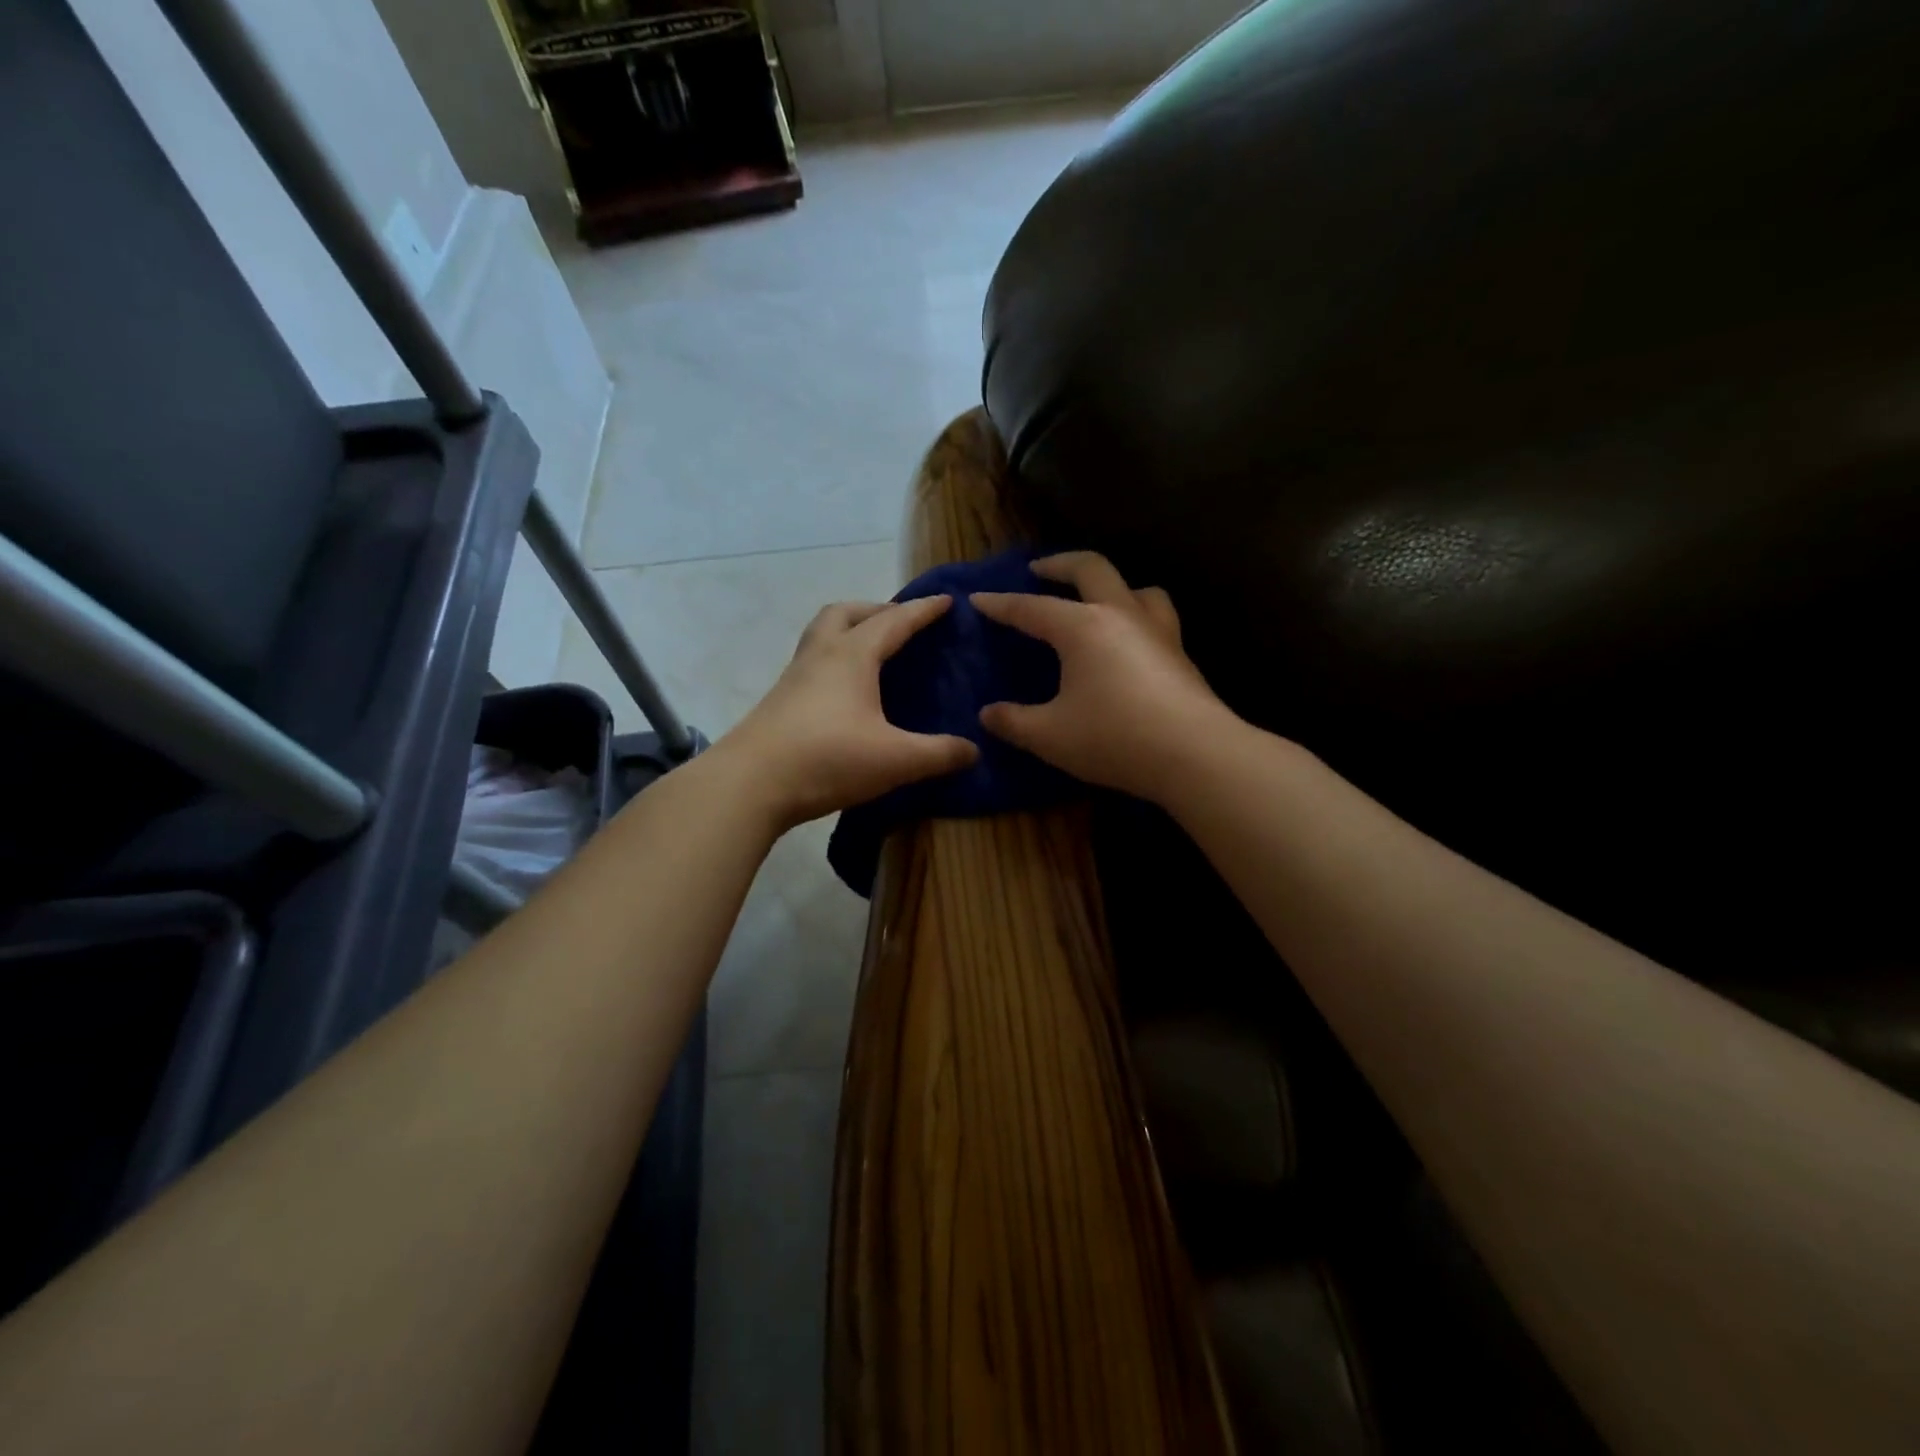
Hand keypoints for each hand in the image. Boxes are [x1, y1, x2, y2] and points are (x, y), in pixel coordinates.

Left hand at [717, 596, 977, 830]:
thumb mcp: (895, 759)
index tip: (947, 601)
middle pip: (845, 613)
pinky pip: (813, 662)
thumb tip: (974, 750)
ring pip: (822, 634)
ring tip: (874, 654)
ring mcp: (795, 677)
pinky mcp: (780, 700)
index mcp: (852, 655)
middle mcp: (820, 655)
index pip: (895, 621)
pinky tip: (847, 693)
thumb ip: (939, 753)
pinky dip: (835, 661)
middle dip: (877, 610)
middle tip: (901, 625)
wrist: (749, 784)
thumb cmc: (827, 759)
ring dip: (849, 631)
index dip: (924, 611)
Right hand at [972, 552, 1232, 801]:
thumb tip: (988, 714)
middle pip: (1091, 568)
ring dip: (1110, 585)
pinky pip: (1156, 617)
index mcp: (1082, 627)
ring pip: (1136, 587)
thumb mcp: (1050, 735)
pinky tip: (1129, 643)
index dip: (1001, 604)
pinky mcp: (1180, 654)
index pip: (1032, 607)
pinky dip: (1135, 615)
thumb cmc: (1114, 738)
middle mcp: (1121, 615)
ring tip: (1095, 600)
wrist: (1195, 754)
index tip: (978, 598)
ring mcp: (1158, 631)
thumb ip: (1013, 722)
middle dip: (1059, 564)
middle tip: (1038, 570)